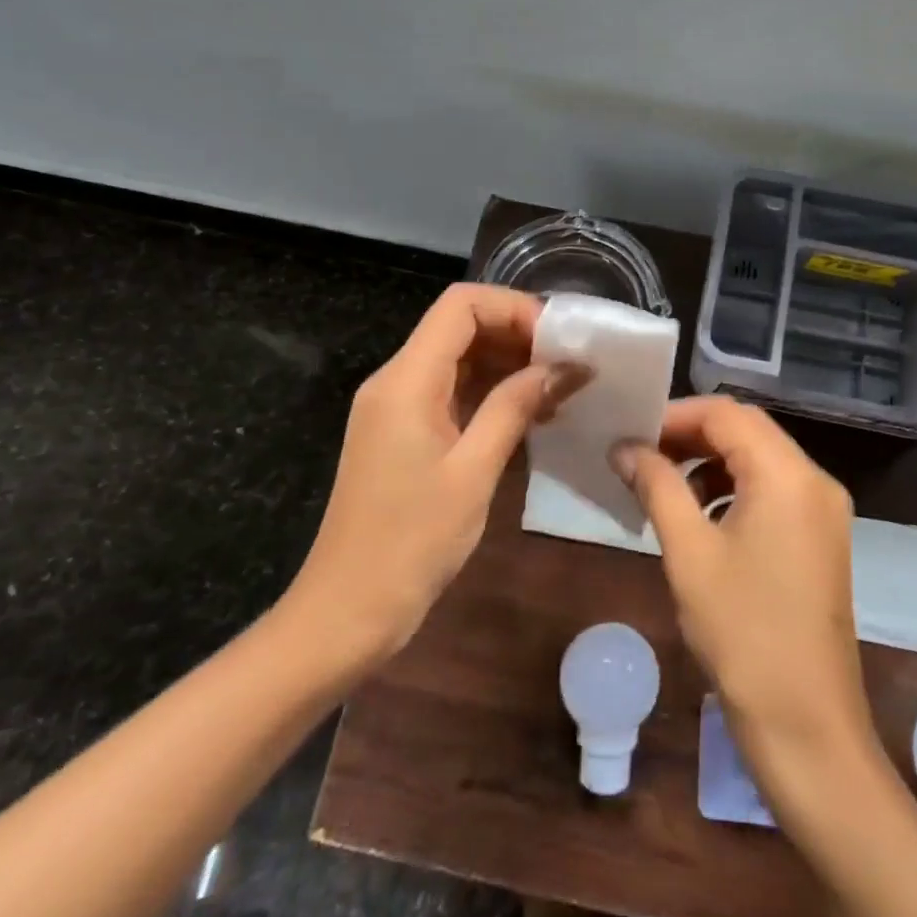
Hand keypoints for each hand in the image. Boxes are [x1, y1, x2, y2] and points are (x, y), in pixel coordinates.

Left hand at [285, 284, 581, 662]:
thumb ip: (515, 407)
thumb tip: (565, 366)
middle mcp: (396, 381)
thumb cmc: (411, 543)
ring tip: (561, 388)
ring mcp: (397, 407)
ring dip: (509, 364)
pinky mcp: (403, 433)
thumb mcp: (473, 472)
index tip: (560, 339)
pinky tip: (531, 413)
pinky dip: (491, 392)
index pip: (461, 305)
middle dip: (518, 334)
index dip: (514, 308)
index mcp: (406, 380)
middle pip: (460, 326)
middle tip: (570, 363)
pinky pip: (451, 392)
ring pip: (458, 358)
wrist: (346, 611)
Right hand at [613, 398, 873, 770]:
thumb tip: (624, 447)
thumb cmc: (743, 633)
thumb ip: (656, 486)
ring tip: (663, 487)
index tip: (631, 434)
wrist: (807, 727)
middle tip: (640, 455)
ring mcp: (824, 511)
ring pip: (760, 460)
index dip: (675, 415)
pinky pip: (773, 491)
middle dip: (690, 436)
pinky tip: (701, 519)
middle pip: (747, 431)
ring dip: (711, 463)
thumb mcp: (689, 552)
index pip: (727, 413)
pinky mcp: (821, 539)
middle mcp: (815, 481)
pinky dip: (734, 490)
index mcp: (788, 475)